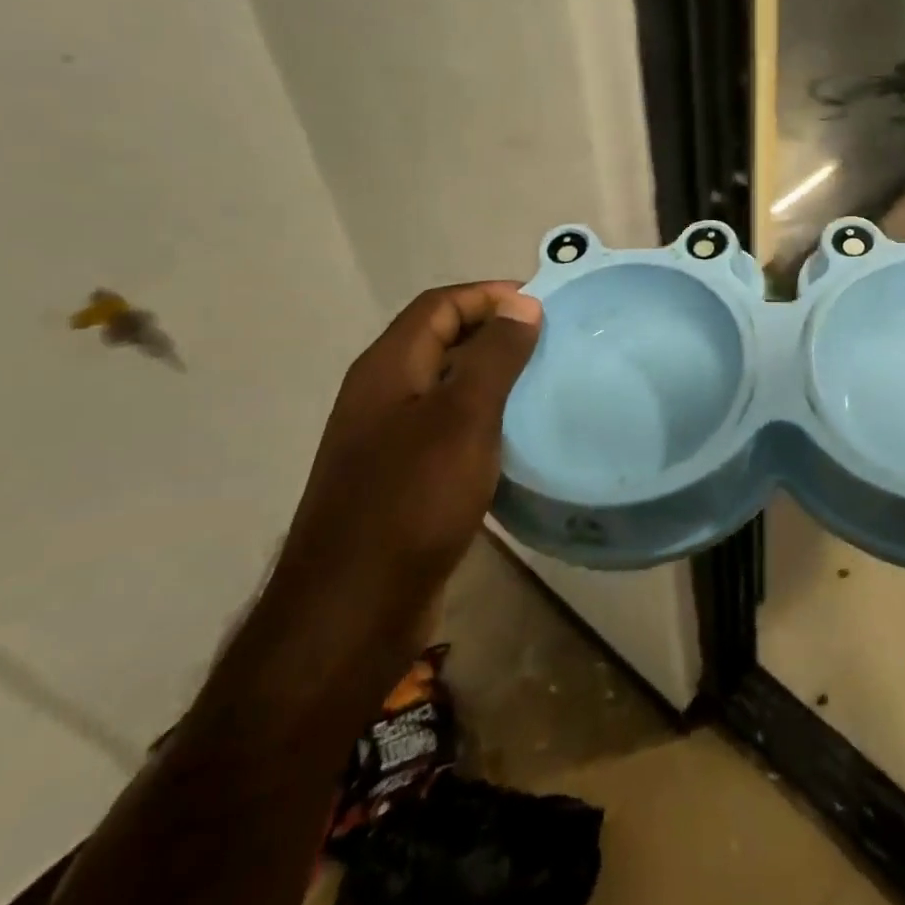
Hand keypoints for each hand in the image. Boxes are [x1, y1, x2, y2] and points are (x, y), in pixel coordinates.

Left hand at [261, 282, 541, 677]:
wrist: (354, 610)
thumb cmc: (412, 500)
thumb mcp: (463, 418)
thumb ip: (494, 356)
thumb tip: (522, 304)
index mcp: (388, 368)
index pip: (440, 304)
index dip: (489, 294)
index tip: (543, 304)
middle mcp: (382, 394)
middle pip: (441, 340)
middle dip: (495, 332)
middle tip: (551, 342)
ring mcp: (387, 439)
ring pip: (446, 386)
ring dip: (492, 376)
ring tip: (543, 383)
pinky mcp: (401, 478)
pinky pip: (447, 428)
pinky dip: (483, 419)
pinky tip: (516, 438)